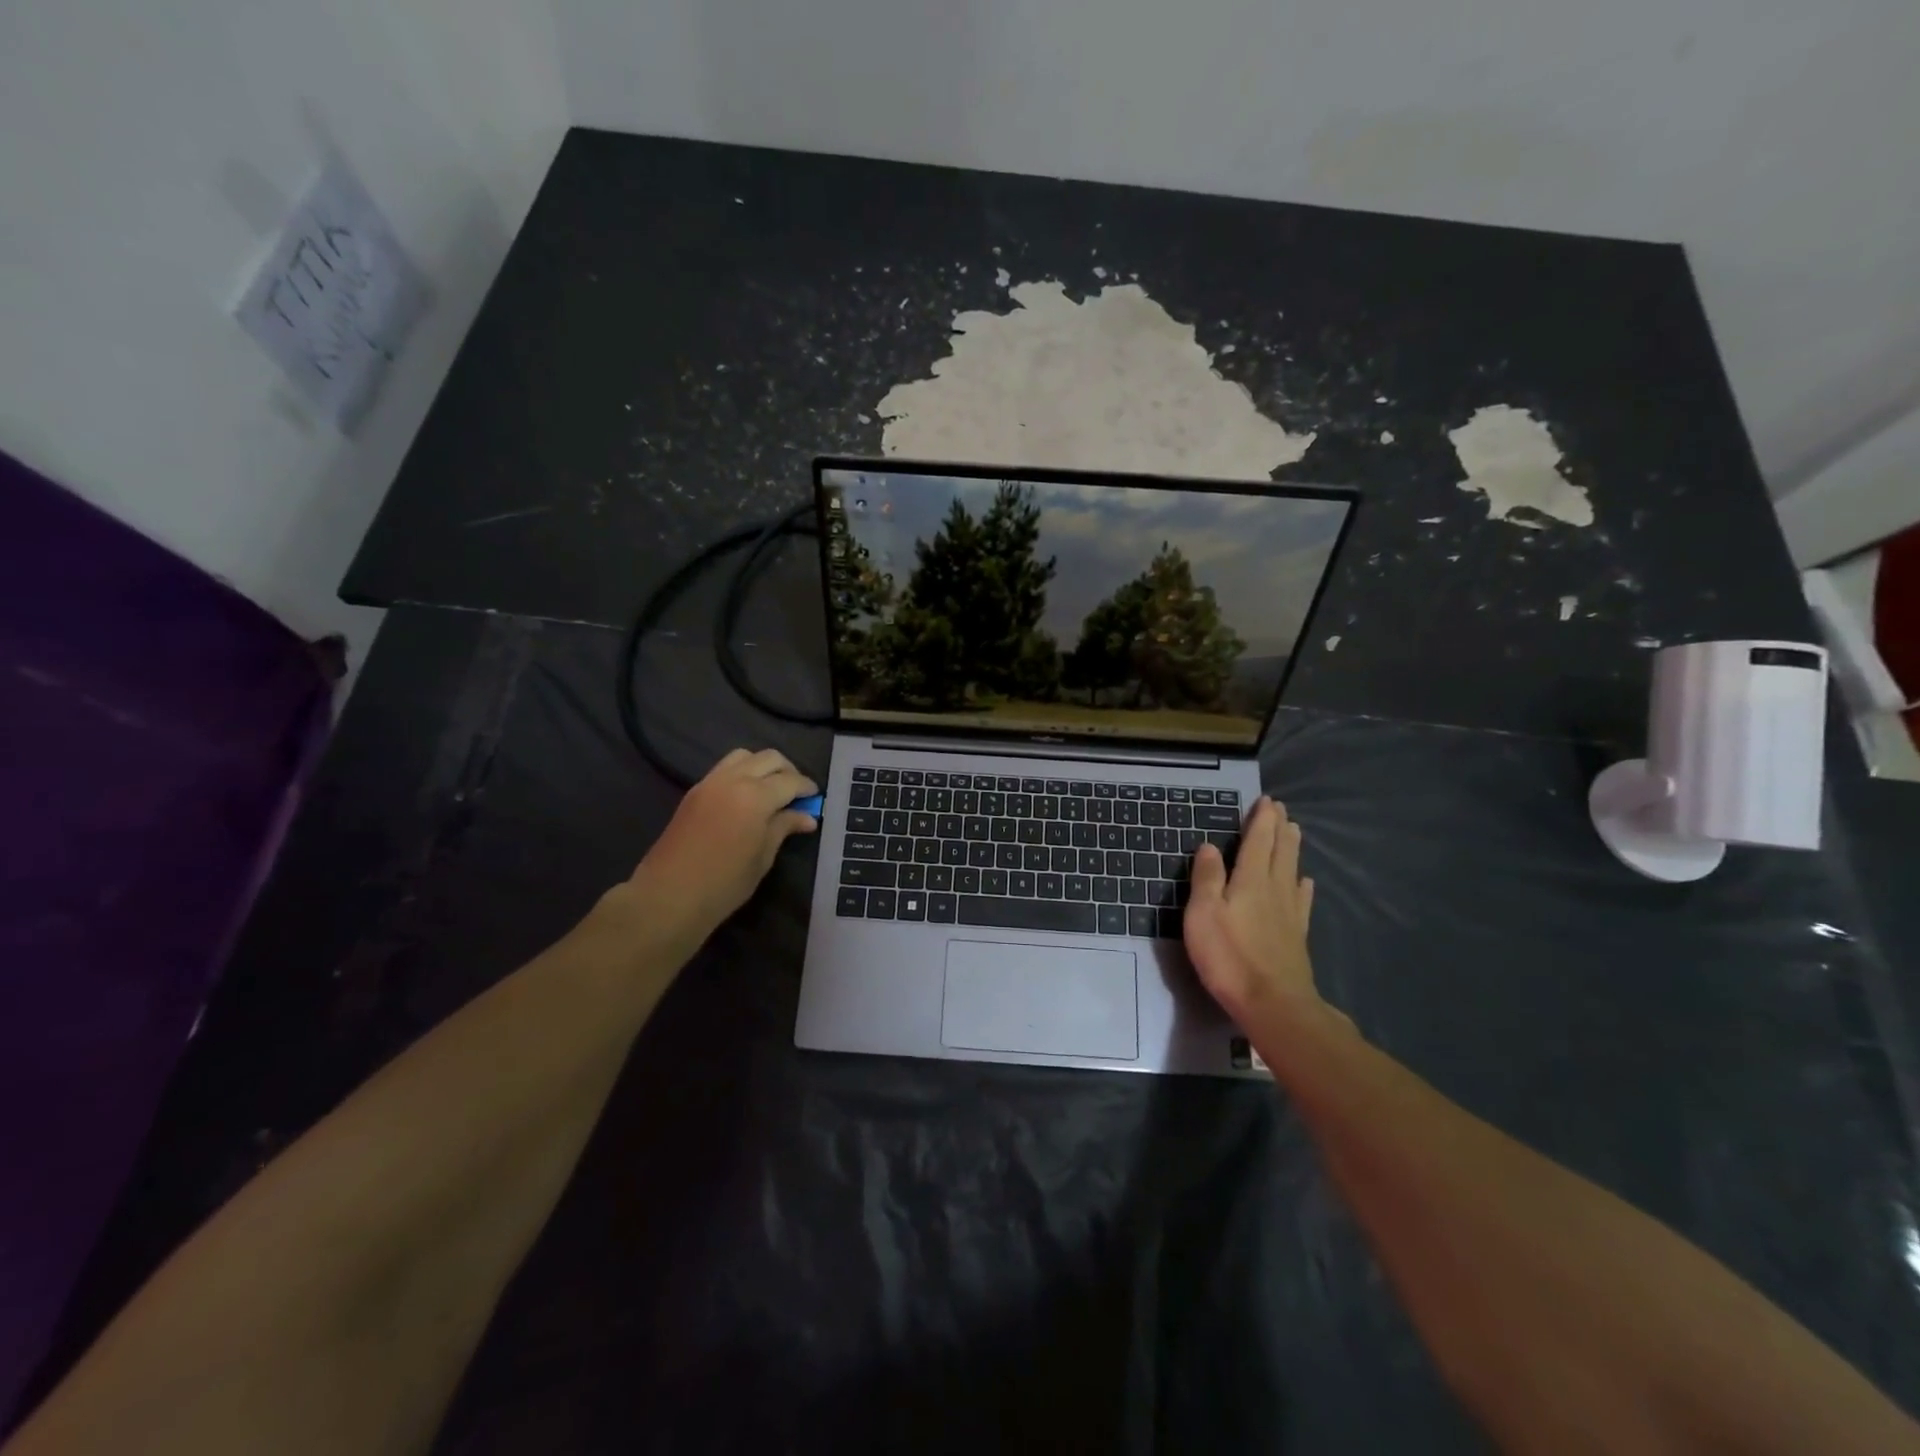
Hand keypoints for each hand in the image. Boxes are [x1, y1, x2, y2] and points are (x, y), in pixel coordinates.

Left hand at [625, 748, 818, 940]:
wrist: (669, 896)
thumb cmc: (724, 883)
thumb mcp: (763, 857)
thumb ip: (784, 828)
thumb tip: (807, 817)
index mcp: (755, 796)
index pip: (790, 780)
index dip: (807, 788)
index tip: (816, 798)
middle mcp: (733, 780)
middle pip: (769, 758)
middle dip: (788, 770)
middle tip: (797, 793)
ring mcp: (710, 782)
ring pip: (744, 756)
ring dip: (763, 766)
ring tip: (771, 790)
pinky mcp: (694, 791)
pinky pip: (724, 768)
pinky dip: (742, 772)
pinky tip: (747, 797)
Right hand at [1183, 797, 1322, 1029]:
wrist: (1272, 1003)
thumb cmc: (1229, 955)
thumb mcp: (1203, 913)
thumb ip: (1207, 877)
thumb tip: (1209, 846)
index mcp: (1250, 880)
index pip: (1257, 841)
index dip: (1261, 820)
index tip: (1267, 801)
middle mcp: (1274, 889)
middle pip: (1279, 851)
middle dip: (1280, 828)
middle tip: (1282, 809)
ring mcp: (1289, 913)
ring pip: (1292, 871)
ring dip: (1292, 849)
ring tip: (1295, 832)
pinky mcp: (1296, 935)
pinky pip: (1301, 900)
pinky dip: (1302, 885)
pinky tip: (1304, 883)